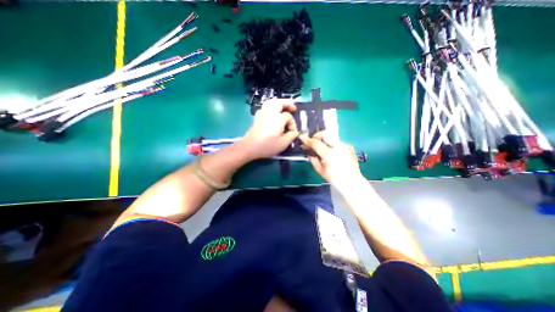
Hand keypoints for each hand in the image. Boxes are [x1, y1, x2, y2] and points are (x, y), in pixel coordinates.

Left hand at [240, 99, 299, 159]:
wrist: (249, 147)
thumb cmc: (267, 146)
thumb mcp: (283, 144)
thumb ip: (291, 136)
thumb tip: (295, 132)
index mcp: (278, 118)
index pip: (288, 117)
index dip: (292, 124)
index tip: (292, 133)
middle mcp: (270, 113)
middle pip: (279, 102)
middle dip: (288, 104)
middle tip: (293, 108)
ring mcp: (262, 114)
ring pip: (271, 102)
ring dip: (279, 103)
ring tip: (283, 108)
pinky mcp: (257, 117)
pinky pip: (265, 107)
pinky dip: (270, 107)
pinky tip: (271, 113)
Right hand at [299, 132, 364, 189]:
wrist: (352, 182)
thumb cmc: (335, 178)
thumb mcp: (320, 170)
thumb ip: (313, 160)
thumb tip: (309, 153)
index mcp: (329, 154)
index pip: (316, 143)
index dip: (307, 140)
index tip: (301, 137)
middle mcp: (338, 147)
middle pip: (324, 134)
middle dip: (316, 136)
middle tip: (313, 143)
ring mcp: (345, 145)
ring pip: (331, 136)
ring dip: (323, 139)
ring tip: (321, 147)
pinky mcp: (348, 146)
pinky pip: (336, 141)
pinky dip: (330, 143)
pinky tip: (330, 151)